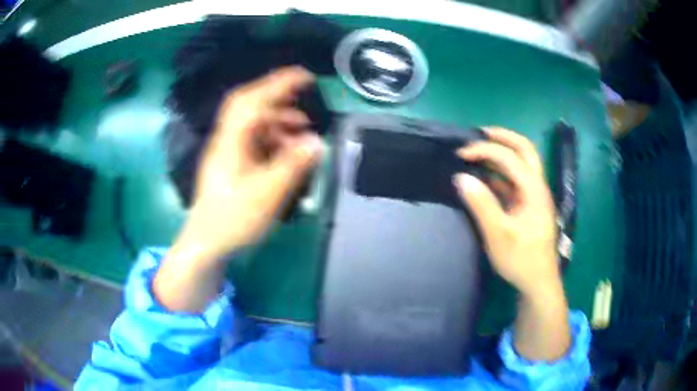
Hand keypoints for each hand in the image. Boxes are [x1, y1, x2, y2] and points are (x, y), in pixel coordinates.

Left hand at [178, 66, 323, 261]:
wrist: (207, 243)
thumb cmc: (233, 219)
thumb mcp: (267, 194)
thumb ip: (293, 165)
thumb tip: (317, 141)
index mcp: (232, 141)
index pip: (254, 100)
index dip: (279, 84)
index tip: (305, 76)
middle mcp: (227, 139)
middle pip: (249, 105)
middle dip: (277, 95)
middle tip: (303, 94)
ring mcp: (228, 151)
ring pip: (253, 123)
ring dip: (278, 119)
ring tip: (303, 129)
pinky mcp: (231, 163)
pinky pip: (254, 139)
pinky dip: (273, 137)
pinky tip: (288, 150)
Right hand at [453, 127, 559, 296]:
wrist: (538, 282)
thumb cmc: (521, 259)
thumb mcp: (498, 235)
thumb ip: (481, 204)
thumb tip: (461, 177)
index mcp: (533, 189)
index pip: (509, 157)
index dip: (484, 150)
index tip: (460, 155)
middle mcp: (537, 186)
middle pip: (525, 150)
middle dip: (503, 137)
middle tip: (480, 133)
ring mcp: (534, 196)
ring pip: (522, 163)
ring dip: (502, 153)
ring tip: (480, 150)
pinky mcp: (529, 206)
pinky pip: (515, 181)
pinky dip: (501, 172)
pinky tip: (486, 178)